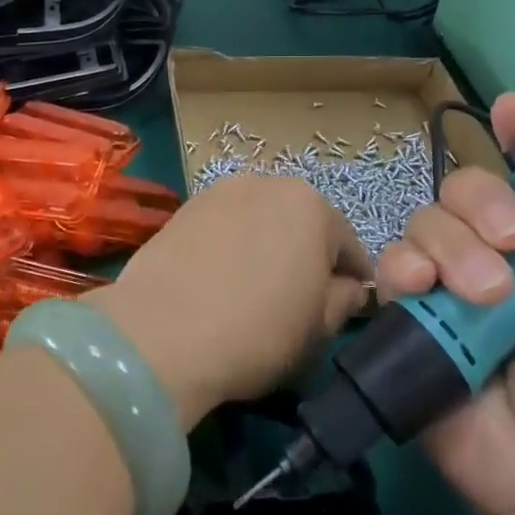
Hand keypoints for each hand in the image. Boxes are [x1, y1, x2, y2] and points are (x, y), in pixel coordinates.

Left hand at [91, 176, 372, 428]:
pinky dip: (228, 247)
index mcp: (311, 205)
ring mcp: (219, 191)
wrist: (162, 331)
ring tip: (252, 290)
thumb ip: (343, 300)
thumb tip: (348, 287)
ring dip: (264, 246)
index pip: (348, 245)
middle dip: (305, 256)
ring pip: (258, 221)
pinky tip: (218, 281)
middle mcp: (266, 182)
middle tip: (298, 301)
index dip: (352, 281)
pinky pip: (222, 228)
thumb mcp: (319, 328)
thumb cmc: (258, 330)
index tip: (346, 309)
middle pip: (300, 223)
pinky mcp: (182, 208)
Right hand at [378, 94, 514, 514]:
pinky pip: (392, 262)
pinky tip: (422, 289)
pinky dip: (403, 266)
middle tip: (513, 247)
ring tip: (481, 298)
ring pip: (427, 218)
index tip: (513, 110)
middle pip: (467, 185)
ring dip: (450, 246)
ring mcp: (452, 280)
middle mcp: (502, 253)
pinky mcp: (412, 310)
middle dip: (483, 204)